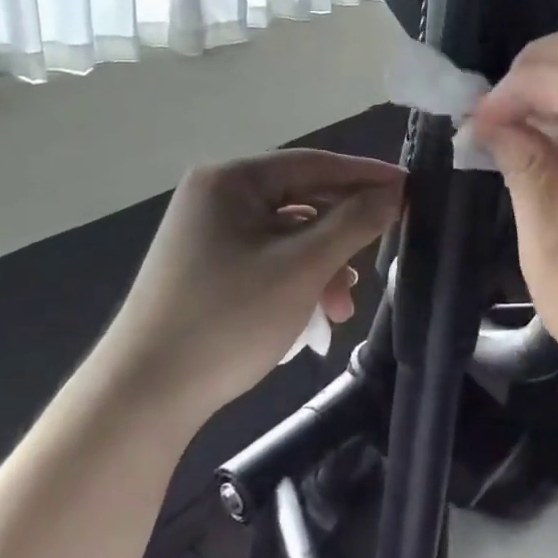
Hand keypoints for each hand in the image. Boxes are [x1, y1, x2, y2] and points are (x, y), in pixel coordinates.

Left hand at [98, 150, 403, 421]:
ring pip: (285, 236)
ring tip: (342, 308)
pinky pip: (266, 259)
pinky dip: (295, 280)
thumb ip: (353, 222)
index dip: (366, 175)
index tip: (410, 188)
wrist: (147, 393)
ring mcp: (207, 233)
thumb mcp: (302, 267)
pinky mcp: (206, 268)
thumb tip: (394, 191)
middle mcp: (215, 197)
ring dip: (322, 265)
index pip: (313, 164)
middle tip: (383, 254)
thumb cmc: (229, 318)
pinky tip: (316, 313)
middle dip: (343, 235)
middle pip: (299, 200)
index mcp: (230, 180)